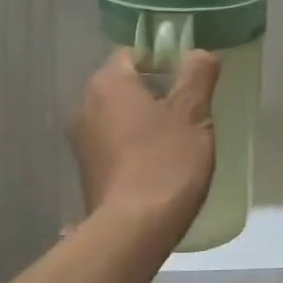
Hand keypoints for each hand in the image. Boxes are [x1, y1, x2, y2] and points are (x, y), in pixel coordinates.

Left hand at [69, 49, 219, 245]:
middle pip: (126, 85)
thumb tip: (200, 53)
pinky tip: (160, 167)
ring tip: (179, 142)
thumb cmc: (166, 161)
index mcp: (107, 84)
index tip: (190, 81)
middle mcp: (85, 106)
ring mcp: (82, 142)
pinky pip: (115, 145)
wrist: (134, 229)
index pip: (134, 53)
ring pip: (120, 117)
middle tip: (191, 111)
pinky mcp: (87, 172)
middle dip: (157, 93)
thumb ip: (197, 75)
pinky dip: (136, 147)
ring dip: (146, 122)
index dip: (164, 61)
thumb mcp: (193, 113)